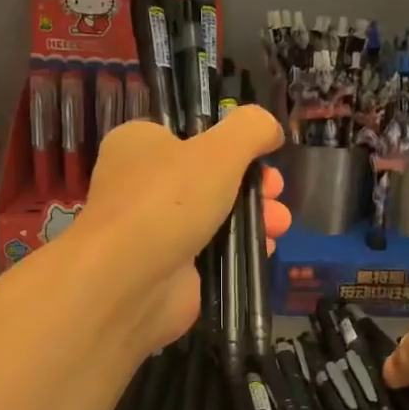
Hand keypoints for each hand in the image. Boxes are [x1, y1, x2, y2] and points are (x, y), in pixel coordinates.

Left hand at [76, 108, 289, 347]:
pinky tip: (266, 248)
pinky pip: (212, 250)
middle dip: (252, 185)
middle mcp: (141, 184)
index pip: (189, 134)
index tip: (265, 155)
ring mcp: (154, 228)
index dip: (232, 143)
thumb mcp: (219, 150)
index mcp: (139, 144)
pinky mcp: (169, 266)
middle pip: (210, 176)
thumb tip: (270, 127)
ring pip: (215, 215)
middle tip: (275, 193)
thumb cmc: (168, 200)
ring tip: (280, 225)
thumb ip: (250, 129)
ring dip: (254, 216)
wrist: (129, 281)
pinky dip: (239, 248)